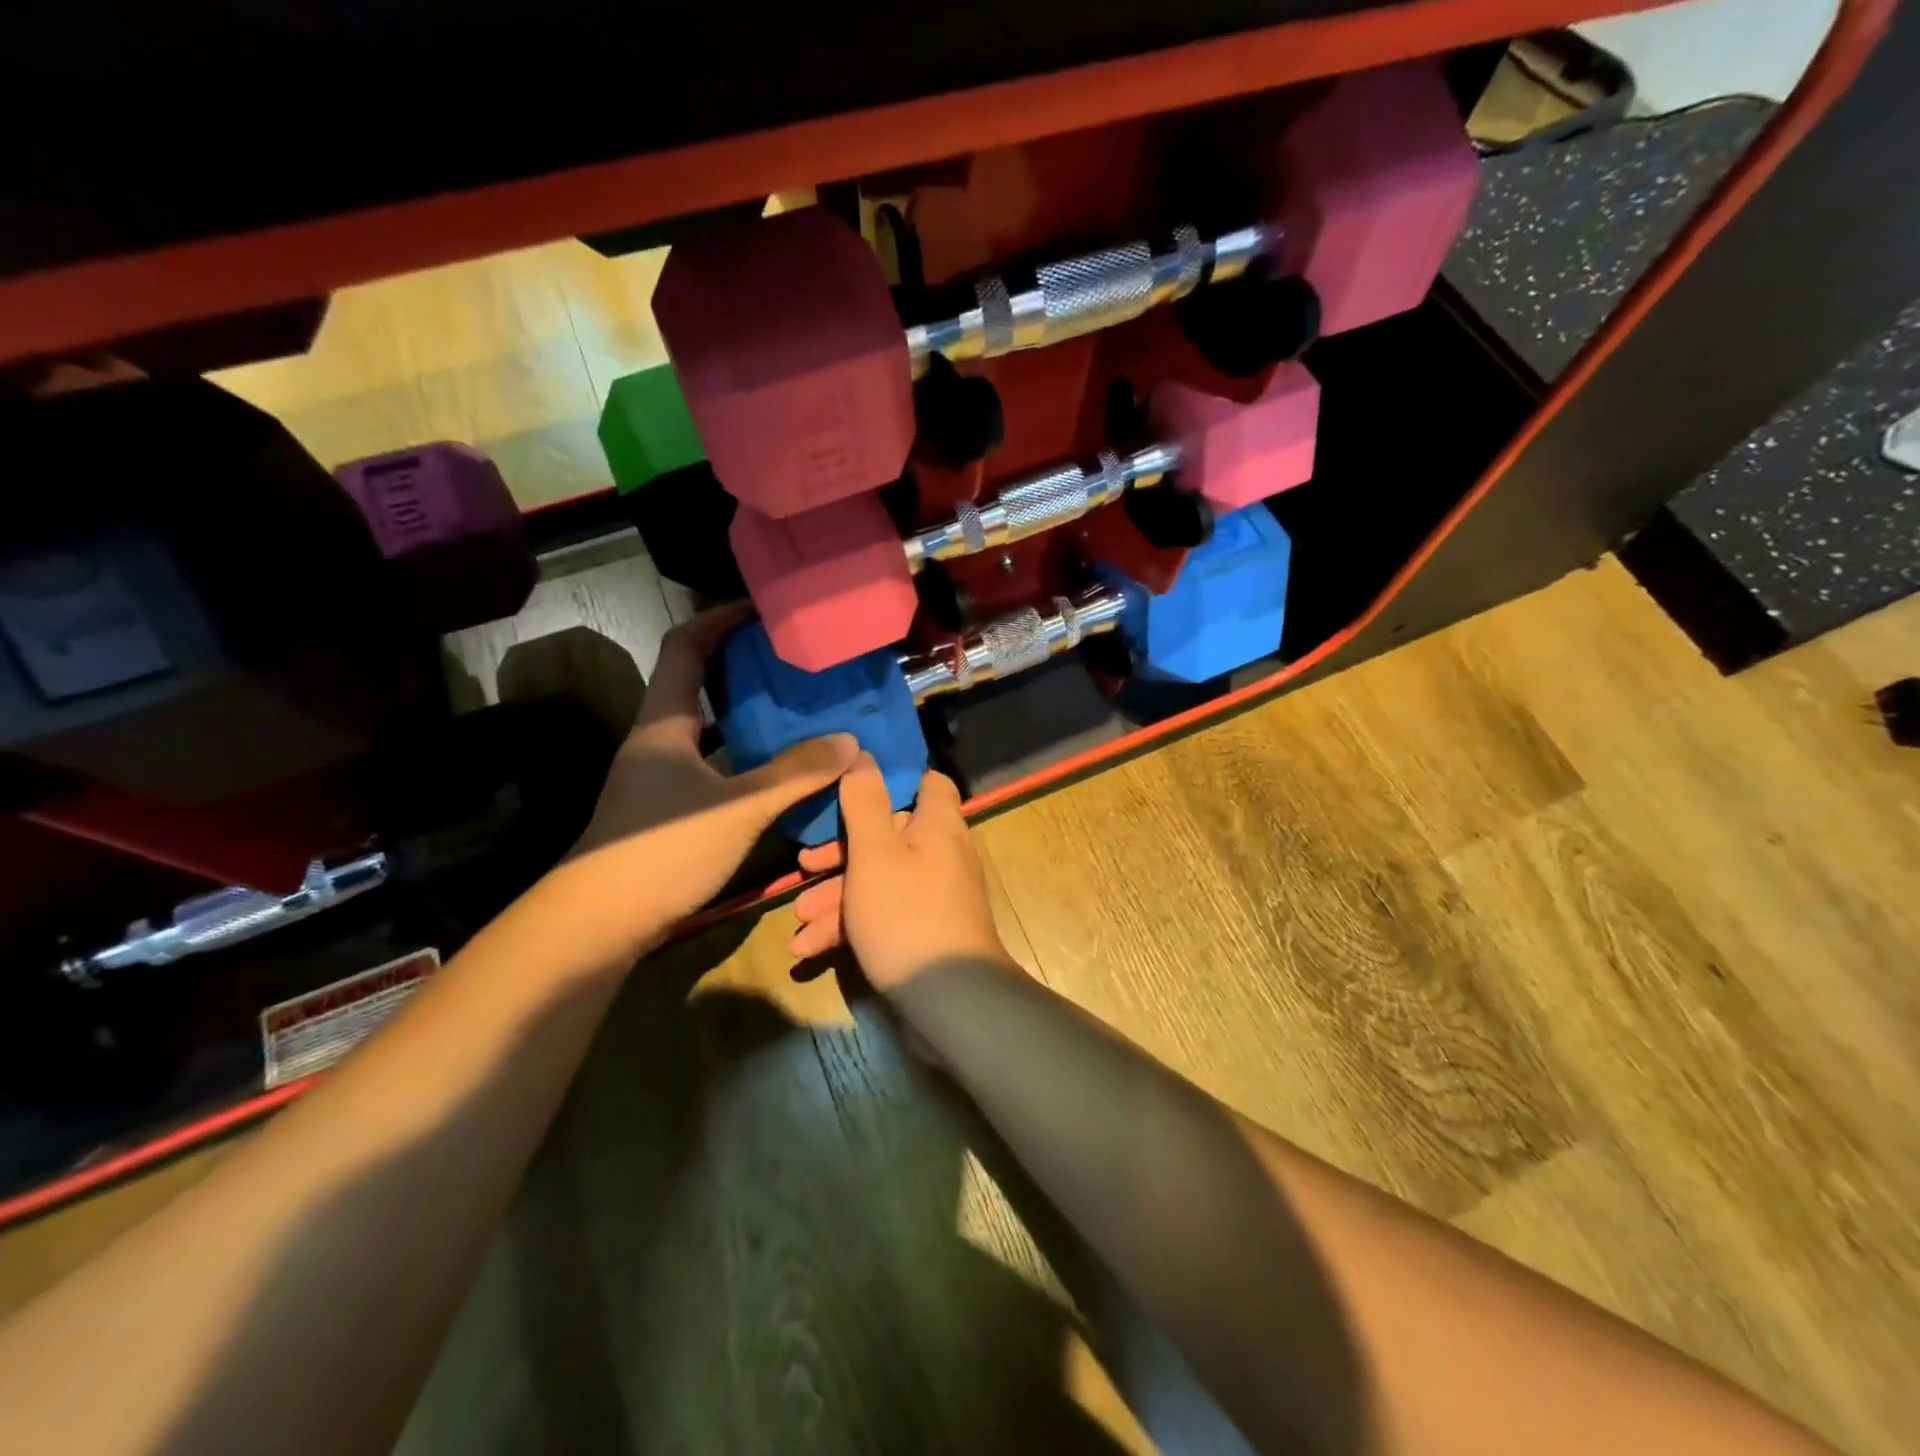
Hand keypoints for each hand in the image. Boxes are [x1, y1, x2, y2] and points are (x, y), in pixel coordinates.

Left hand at [569, 604, 856, 931]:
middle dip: (743, 666)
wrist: (598, 923)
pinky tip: (779, 769)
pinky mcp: (668, 808)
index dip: (718, 620)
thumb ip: (794, 773)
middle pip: (697, 683)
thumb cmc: (662, 851)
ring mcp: (659, 776)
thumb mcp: (737, 808)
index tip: (762, 609)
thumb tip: (850, 742)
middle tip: (794, 661)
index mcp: (663, 722)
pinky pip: (713, 763)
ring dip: (747, 714)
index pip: (684, 647)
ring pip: (707, 727)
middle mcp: (658, 740)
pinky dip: (745, 756)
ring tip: (798, 707)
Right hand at [788, 754, 1009, 991]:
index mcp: (937, 824)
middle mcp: (941, 853)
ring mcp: (933, 894)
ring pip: (879, 879)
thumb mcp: (876, 854)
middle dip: (840, 853)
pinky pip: (884, 913)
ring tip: (798, 921)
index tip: (849, 788)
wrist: (951, 1001)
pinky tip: (809, 949)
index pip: (925, 782)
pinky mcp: (923, 929)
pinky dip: (850, 925)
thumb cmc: (907, 914)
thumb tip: (864, 754)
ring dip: (836, 897)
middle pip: (888, 835)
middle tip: (803, 867)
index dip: (890, 780)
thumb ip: (866, 802)